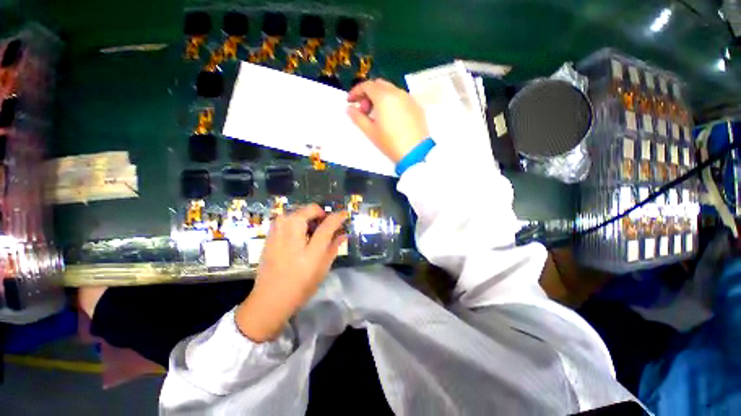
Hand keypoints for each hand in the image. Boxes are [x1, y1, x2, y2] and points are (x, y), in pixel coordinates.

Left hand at [236, 204, 347, 342]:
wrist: (270, 299)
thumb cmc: (301, 286)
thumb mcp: (322, 268)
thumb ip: (333, 247)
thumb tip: (343, 234)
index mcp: (310, 249)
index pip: (327, 225)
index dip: (338, 217)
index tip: (343, 214)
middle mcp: (293, 237)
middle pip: (308, 210)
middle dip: (320, 213)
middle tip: (324, 224)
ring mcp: (278, 234)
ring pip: (295, 211)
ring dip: (306, 215)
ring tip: (311, 227)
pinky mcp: (269, 236)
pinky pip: (284, 218)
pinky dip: (294, 219)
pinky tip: (297, 231)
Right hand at [347, 79, 429, 163]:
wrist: (415, 153)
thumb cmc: (390, 143)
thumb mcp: (370, 132)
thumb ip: (357, 117)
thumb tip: (349, 108)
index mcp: (384, 97)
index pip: (366, 85)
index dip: (356, 92)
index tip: (350, 101)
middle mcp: (397, 92)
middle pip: (379, 85)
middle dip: (368, 94)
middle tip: (364, 110)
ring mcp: (409, 98)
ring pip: (391, 90)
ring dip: (381, 97)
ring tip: (377, 115)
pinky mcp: (417, 107)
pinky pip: (401, 98)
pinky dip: (392, 102)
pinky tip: (391, 117)